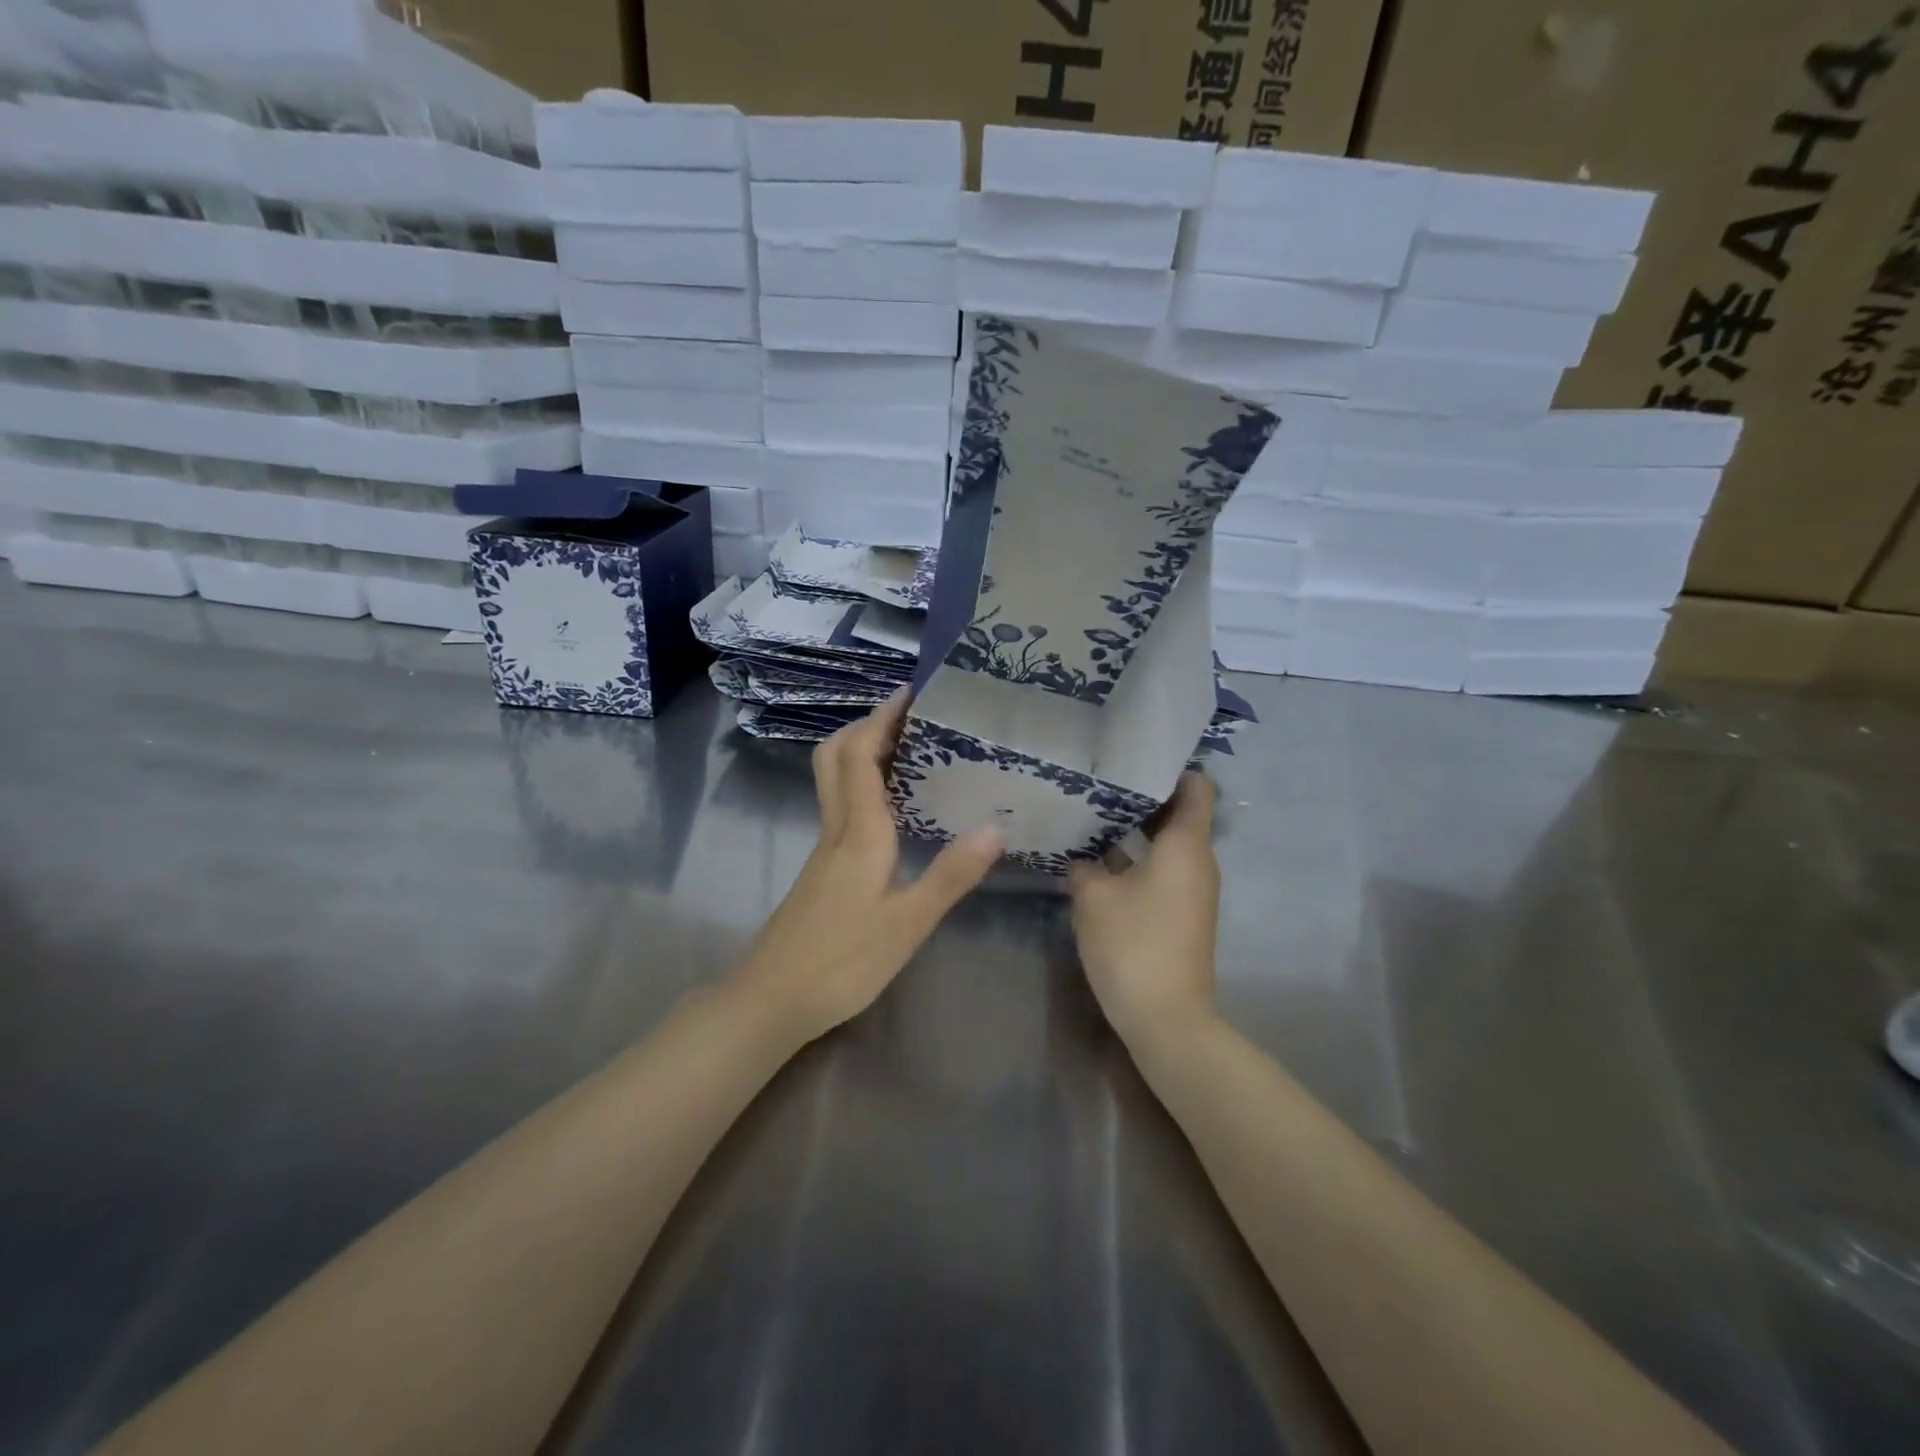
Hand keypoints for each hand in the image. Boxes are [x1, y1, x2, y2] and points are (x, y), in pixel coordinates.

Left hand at [734, 689, 1003, 1042]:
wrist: (772, 999)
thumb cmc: (842, 961)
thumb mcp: (907, 922)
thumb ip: (950, 874)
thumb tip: (996, 827)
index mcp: (858, 831)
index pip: (862, 755)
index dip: (882, 719)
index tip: (910, 693)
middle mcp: (836, 828)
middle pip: (836, 757)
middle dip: (866, 726)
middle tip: (908, 718)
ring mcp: (824, 849)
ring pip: (835, 781)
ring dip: (863, 753)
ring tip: (909, 751)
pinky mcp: (822, 869)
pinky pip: (841, 807)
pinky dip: (863, 786)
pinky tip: (894, 809)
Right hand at [1068, 771, 1220, 1047]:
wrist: (1167, 1019)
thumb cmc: (1133, 945)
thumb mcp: (1094, 898)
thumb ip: (1084, 866)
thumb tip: (1079, 856)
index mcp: (1186, 846)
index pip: (1196, 788)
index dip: (1171, 768)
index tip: (1133, 758)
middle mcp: (1198, 862)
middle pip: (1178, 814)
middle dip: (1141, 798)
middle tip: (1099, 783)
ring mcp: (1192, 891)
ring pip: (1167, 844)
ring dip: (1135, 830)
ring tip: (1092, 815)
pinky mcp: (1181, 914)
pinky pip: (1163, 870)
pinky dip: (1137, 859)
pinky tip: (1099, 860)